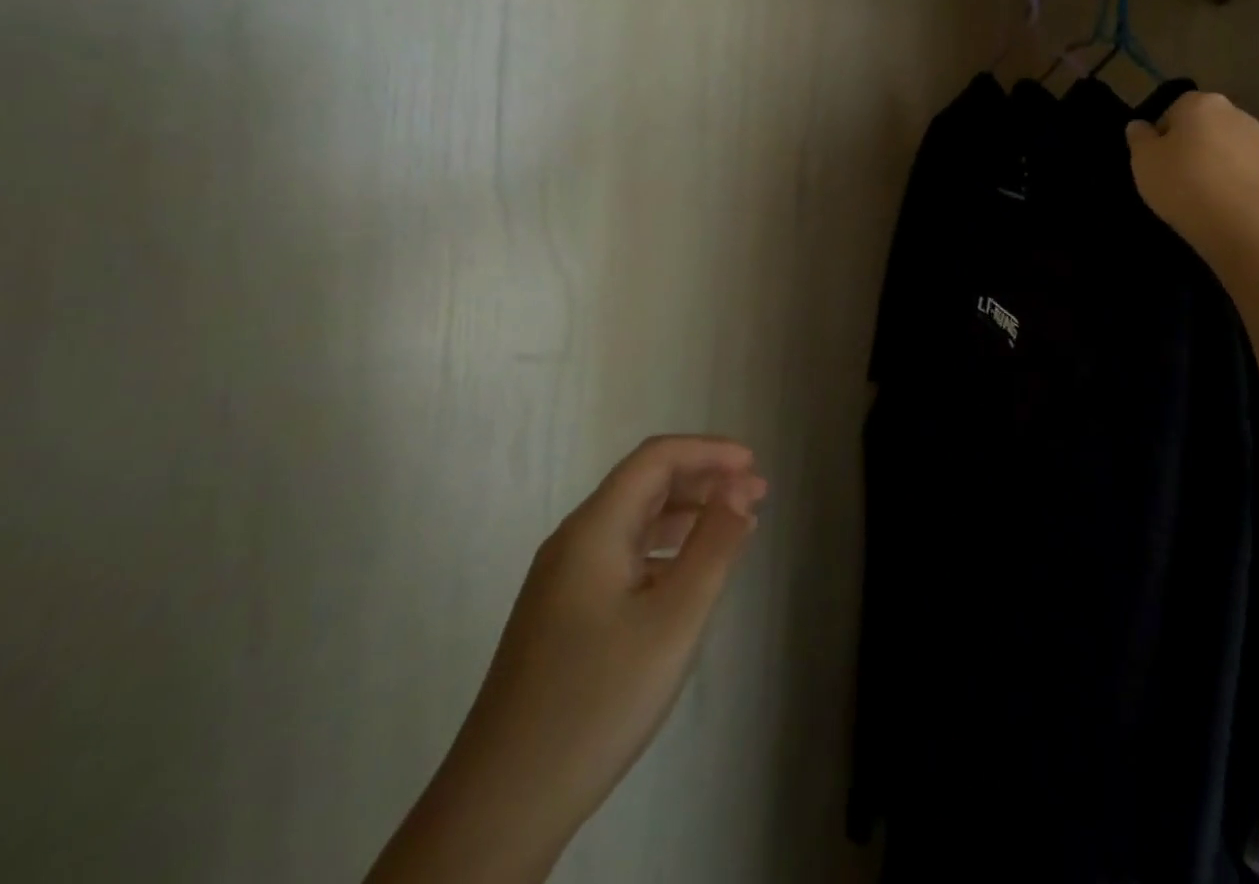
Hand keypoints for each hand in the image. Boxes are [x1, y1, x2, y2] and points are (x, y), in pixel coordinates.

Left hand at [367, 436, 766, 883]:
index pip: (655, 459)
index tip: (755, 465)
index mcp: (593, 529)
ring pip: (635, 522)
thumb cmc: (597, 701)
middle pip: (644, 484)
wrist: (500, 807)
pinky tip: (692, 573)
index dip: (708, 451)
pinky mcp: (565, 615)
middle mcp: (574, 542)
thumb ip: (713, 544)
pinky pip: (625, 556)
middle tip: (758, 493)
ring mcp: (564, 581)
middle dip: (704, 479)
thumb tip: (742, 487)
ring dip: (688, 513)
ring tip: (738, 525)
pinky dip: (667, 548)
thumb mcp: (673, 620)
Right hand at [1126, 92, 1258, 253]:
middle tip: (1176, 176)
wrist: (1241, 224)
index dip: (1163, 134)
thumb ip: (1139, 137)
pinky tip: (1224, 205)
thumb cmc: (1182, 183)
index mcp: (1201, 104)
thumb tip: (1139, 125)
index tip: (1156, 160)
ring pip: (1228, 148)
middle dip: (1192, 145)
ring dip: (1216, 162)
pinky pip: (1246, 171)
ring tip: (1201, 194)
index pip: (1175, 108)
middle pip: (1205, 126)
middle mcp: (1236, 113)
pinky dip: (1235, 182)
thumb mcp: (1143, 161)